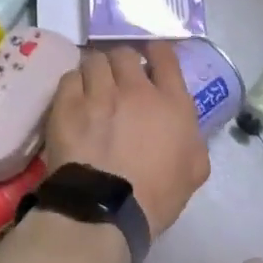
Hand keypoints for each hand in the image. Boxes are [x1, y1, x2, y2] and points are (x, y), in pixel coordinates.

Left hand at [44, 42, 209, 237]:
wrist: (106, 210)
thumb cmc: (156, 196)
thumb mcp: (195, 170)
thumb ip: (194, 139)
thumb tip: (185, 128)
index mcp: (172, 103)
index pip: (164, 56)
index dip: (156, 51)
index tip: (149, 57)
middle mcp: (136, 89)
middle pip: (125, 53)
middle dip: (122, 61)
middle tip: (118, 77)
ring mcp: (99, 94)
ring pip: (95, 60)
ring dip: (97, 70)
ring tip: (93, 85)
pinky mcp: (67, 105)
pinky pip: (70, 78)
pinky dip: (74, 83)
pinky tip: (74, 97)